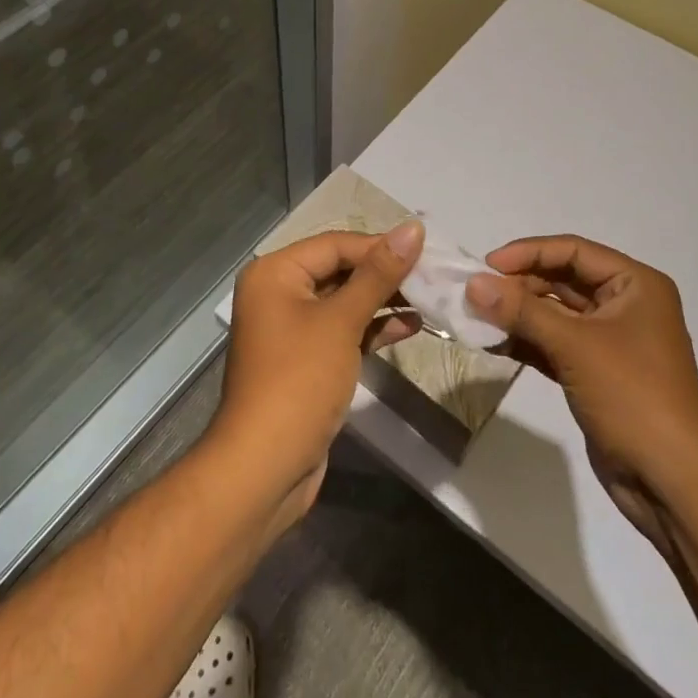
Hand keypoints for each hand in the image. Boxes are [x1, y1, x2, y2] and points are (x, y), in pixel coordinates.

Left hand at [212, 222, 424, 528]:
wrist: (264, 469)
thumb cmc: (299, 381)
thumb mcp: (341, 321)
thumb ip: (379, 274)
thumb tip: (413, 228)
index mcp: (276, 273)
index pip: (336, 244)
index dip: (380, 246)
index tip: (427, 252)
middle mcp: (279, 293)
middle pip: (340, 269)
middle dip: (385, 273)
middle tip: (433, 276)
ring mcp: (292, 329)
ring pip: (345, 301)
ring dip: (384, 300)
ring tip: (430, 298)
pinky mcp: (307, 360)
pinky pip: (343, 330)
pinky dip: (372, 327)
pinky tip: (410, 326)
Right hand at [468, 235, 697, 551]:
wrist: (673, 484)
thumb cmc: (633, 396)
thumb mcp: (575, 346)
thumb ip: (522, 311)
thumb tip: (473, 284)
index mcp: (635, 284)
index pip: (574, 251)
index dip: (529, 253)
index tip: (487, 266)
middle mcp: (625, 305)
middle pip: (563, 279)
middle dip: (519, 285)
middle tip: (475, 295)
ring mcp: (610, 342)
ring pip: (555, 314)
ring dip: (518, 315)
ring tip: (476, 318)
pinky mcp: (596, 374)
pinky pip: (555, 345)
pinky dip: (527, 342)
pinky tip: (493, 344)